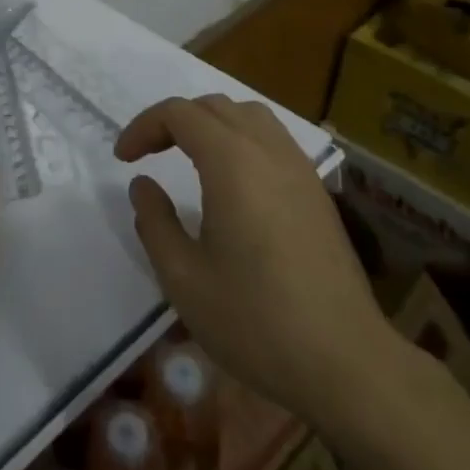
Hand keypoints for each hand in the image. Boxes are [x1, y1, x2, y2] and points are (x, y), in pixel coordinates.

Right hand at [115, 95, 401, 423]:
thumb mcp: (183, 278)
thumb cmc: (255, 321)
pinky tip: (234, 181)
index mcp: (231, 162)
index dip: (144, 127)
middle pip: (213, 106)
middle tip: (150, 153)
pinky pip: (273, 139)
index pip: (179, 114)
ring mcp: (299, 168)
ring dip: (211, 123)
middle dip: (174, 121)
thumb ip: (155, 221)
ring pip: (249, 116)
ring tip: (189, 156)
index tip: (123, 159)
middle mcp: (267, 150)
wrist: (346, 363)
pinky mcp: (317, 191)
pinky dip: (242, 139)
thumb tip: (143, 184)